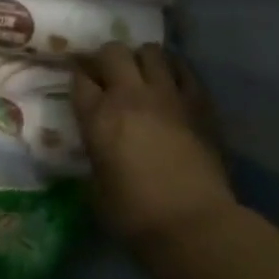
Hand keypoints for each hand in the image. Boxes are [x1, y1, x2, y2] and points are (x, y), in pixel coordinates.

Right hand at [71, 42, 235, 250]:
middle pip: (112, 51)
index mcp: (97, 116)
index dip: (78, 75)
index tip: (81, 82)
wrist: (195, 226)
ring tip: (142, 75)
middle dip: (107, 59)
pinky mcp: (199, 104)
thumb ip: (94, 153)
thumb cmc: (135, 215)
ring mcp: (167, 96)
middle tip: (109, 75)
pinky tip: (172, 80)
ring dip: (142, 59)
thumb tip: (98, 147)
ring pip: (151, 51)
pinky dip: (175, 69)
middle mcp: (129, 96)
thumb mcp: (96, 185)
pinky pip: (185, 70)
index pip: (79, 76)